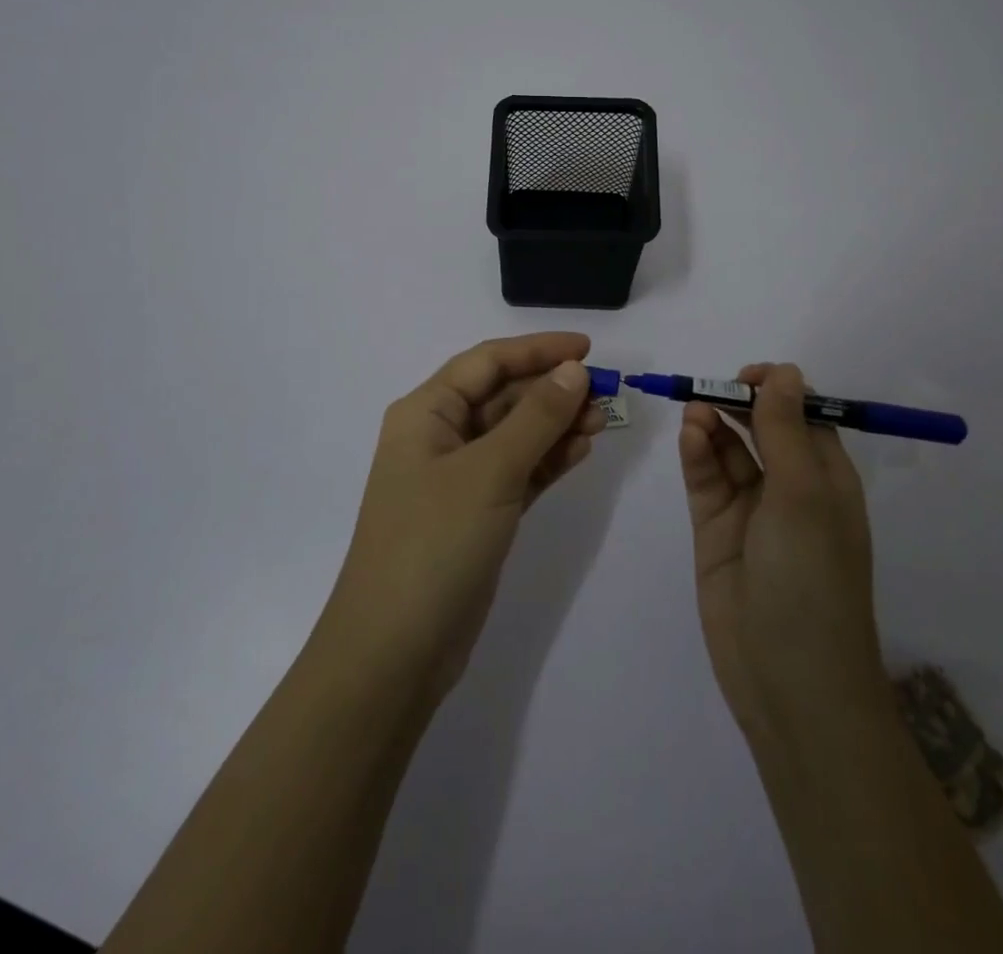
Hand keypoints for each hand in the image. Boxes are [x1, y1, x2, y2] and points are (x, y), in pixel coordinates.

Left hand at [316, 333, 606, 704]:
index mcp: (426, 412)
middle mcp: (440, 436)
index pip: (487, 362)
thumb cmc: (434, 543)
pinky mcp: (478, 514)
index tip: (588, 350)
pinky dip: (549, 459)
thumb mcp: (489, 472)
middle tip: (607, 392)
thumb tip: (574, 371)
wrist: (394, 652)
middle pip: (503, 395)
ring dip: (557, 423)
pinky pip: (519, 471)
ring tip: (604, 420)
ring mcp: (459, 478)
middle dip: (553, 389)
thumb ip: (536, 417)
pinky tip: (582, 450)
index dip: (537, 350)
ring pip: (515, 434)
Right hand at [677, 363, 891, 745]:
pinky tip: (690, 435)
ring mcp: (751, 510)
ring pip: (729, 449)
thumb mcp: (803, 495)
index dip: (777, 389)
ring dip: (713, 424)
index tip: (747, 377)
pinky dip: (697, 453)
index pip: (803, 414)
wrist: (789, 682)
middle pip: (761, 427)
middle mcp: (791, 487)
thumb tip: (786, 371)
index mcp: (827, 477)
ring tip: (693, 411)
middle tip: (709, 390)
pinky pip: (707, 478)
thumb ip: (785, 430)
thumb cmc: (810, 578)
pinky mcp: (716, 530)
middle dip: (737, 402)